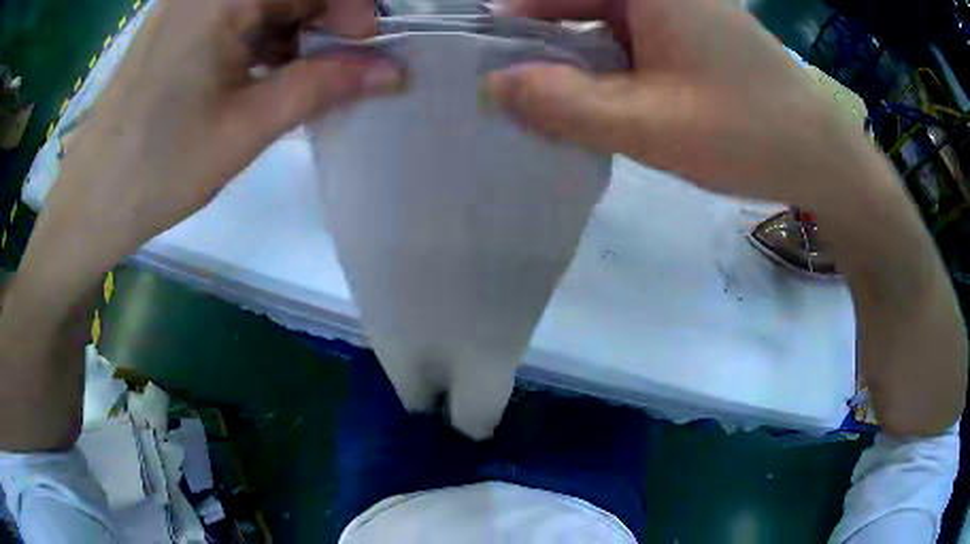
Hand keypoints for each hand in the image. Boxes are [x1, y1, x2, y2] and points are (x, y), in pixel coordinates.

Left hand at [26, 0, 403, 298]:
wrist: (90, 203)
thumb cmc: (159, 168)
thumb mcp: (248, 125)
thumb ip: (325, 85)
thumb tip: (393, 71)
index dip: (351, 6)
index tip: (370, 46)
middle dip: (324, 18)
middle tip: (342, 65)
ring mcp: (186, 4)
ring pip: (262, 2)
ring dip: (293, 31)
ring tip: (305, 77)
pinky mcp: (175, 25)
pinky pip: (234, 16)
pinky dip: (261, 38)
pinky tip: (267, 73)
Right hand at [487, 0, 866, 206]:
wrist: (820, 157)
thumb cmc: (747, 133)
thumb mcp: (648, 124)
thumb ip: (563, 104)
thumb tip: (493, 87)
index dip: (511, 21)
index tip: (485, 66)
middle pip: (573, 3)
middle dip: (539, 46)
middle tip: (510, 95)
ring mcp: (676, 10)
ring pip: (599, 25)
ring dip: (572, 62)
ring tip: (545, 106)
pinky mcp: (689, 34)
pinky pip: (628, 40)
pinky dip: (605, 68)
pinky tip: (596, 103)